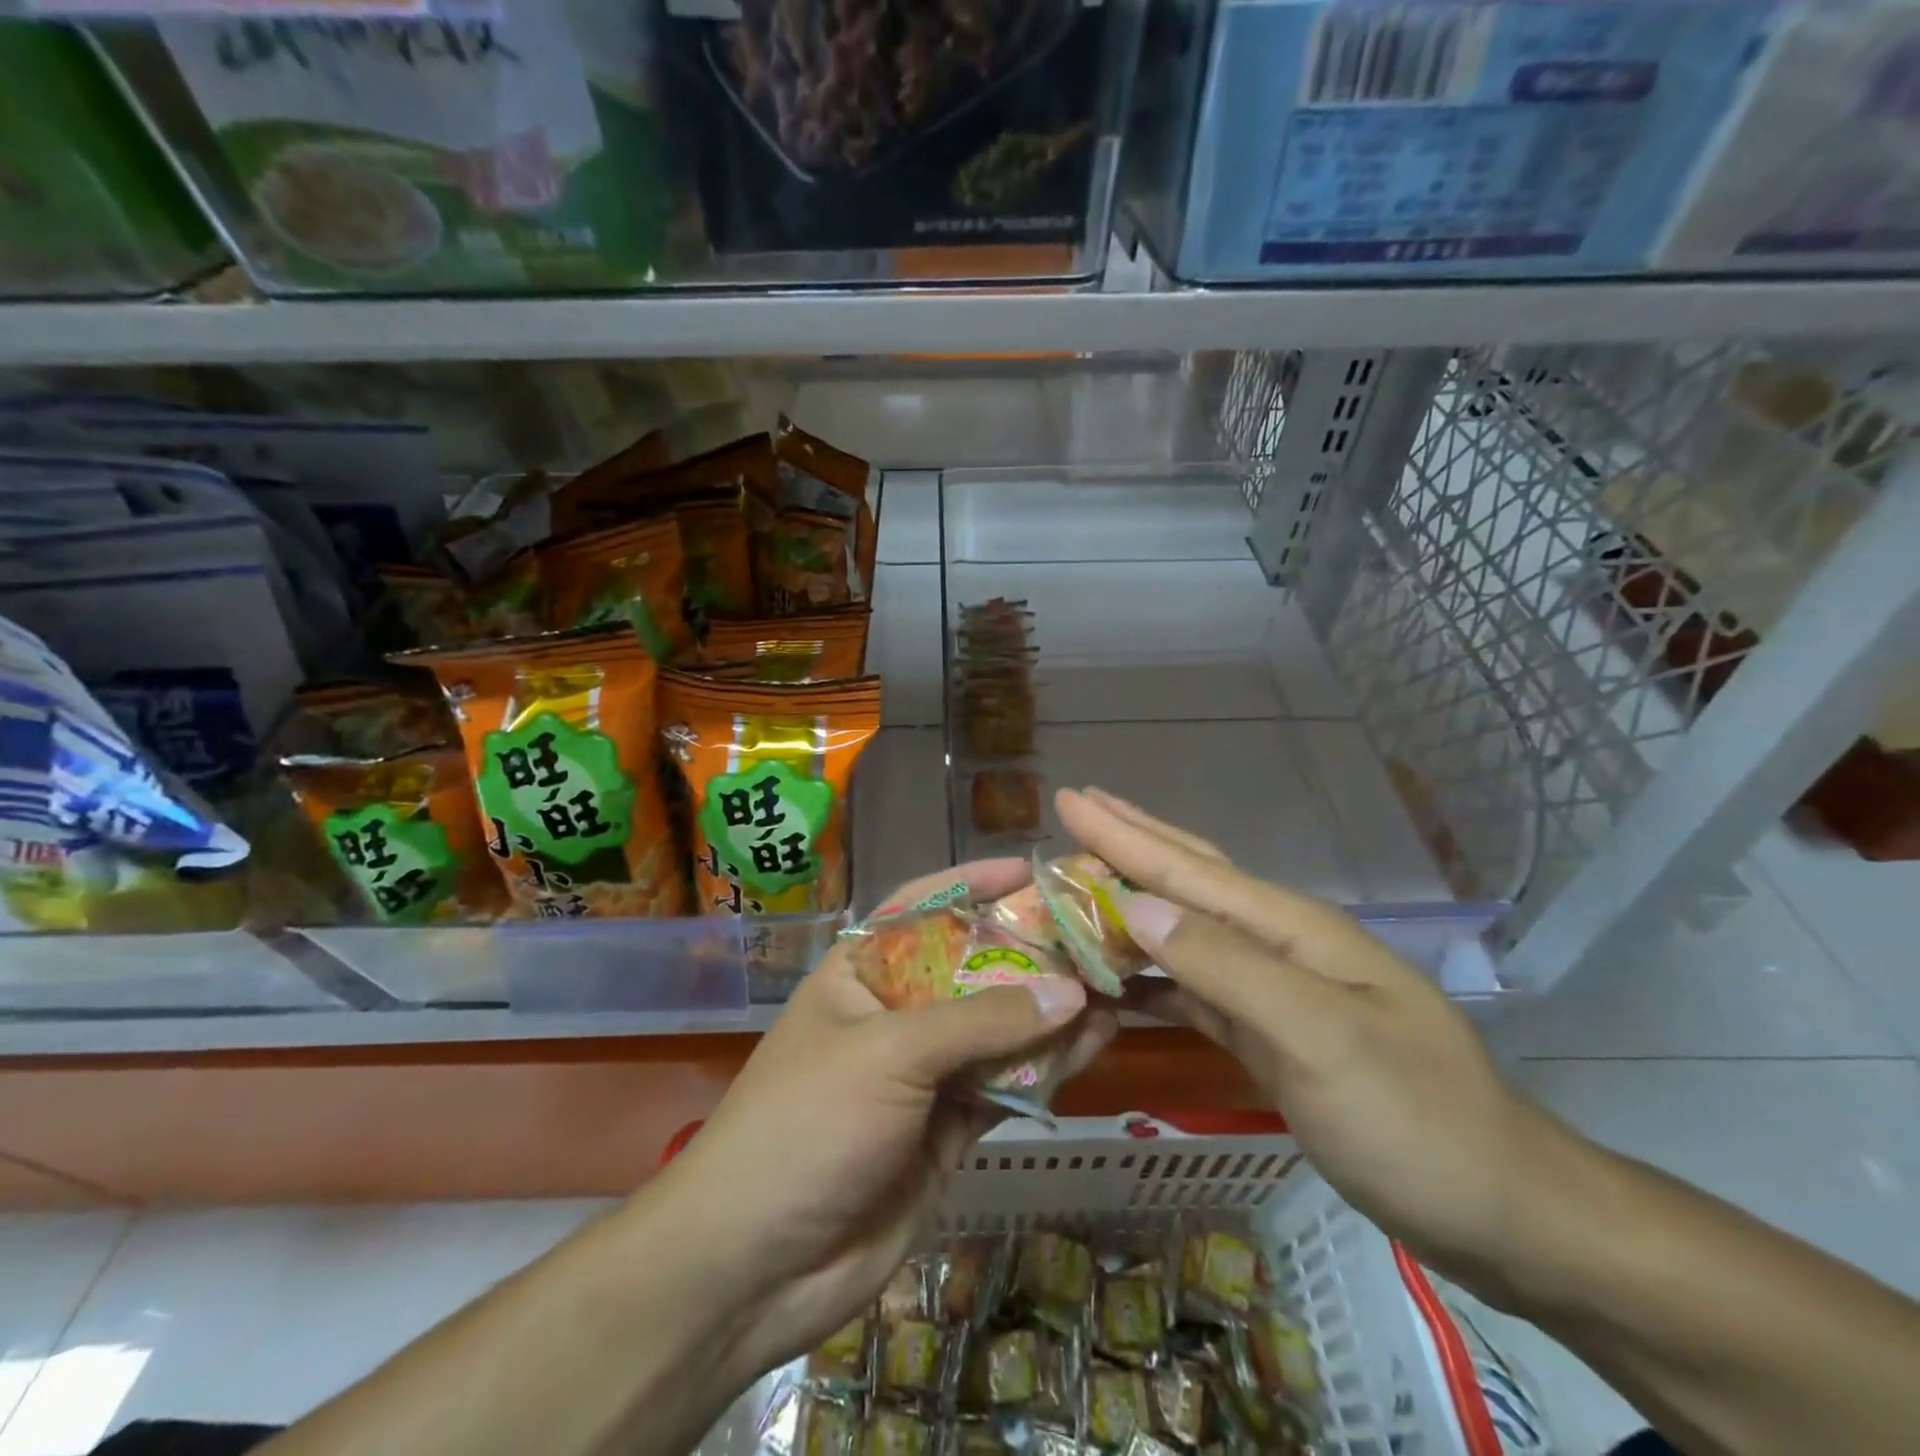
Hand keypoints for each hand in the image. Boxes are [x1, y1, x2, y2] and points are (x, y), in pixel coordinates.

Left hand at [647, 859, 1116, 1389]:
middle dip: (1029, 949)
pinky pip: (1007, 1084)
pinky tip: (1097, 1041)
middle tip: (1096, 930)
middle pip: (971, 967)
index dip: (972, 883)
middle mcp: (895, 1013)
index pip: (920, 908)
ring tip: (1115, 982)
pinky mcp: (948, 1128)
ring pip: (999, 1028)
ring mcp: (924, 1073)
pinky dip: (1050, 1065)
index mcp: (861, 972)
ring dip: (1051, 1008)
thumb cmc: (809, 1123)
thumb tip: (1070, 990)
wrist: (755, 1267)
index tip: (1029, 870)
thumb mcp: (890, 1053)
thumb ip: (982, 1021)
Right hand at [1057, 787, 1555, 1290]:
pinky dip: (1148, 977)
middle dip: (1130, 843)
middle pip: (1189, 880)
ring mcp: (1274, 992)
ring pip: (1183, 933)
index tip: (1069, 799)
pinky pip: (1192, 990)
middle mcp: (1278, 946)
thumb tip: (1138, 907)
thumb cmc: (1415, 1119)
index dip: (1125, 834)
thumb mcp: (1321, 1037)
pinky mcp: (1268, 1038)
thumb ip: (1227, 966)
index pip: (1188, 868)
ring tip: (1078, 885)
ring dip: (1129, 906)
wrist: (1501, 1212)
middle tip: (1076, 810)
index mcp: (1291, 929)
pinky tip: (1116, 977)